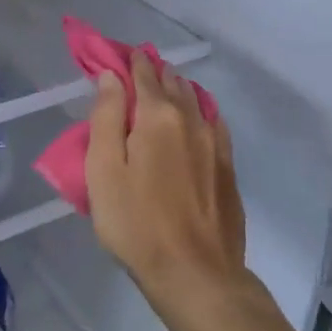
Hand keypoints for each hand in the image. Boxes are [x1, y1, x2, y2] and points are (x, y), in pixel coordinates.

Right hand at [85, 52, 244, 306]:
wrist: (196, 275)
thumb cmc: (136, 222)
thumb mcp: (104, 169)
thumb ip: (106, 117)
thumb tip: (112, 77)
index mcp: (157, 116)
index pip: (142, 73)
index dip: (127, 60)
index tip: (114, 55)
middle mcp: (191, 120)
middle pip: (171, 82)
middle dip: (152, 71)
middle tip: (135, 69)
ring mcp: (215, 144)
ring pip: (195, 100)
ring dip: (177, 88)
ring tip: (163, 85)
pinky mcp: (227, 168)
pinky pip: (213, 123)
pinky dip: (200, 111)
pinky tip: (197, 116)